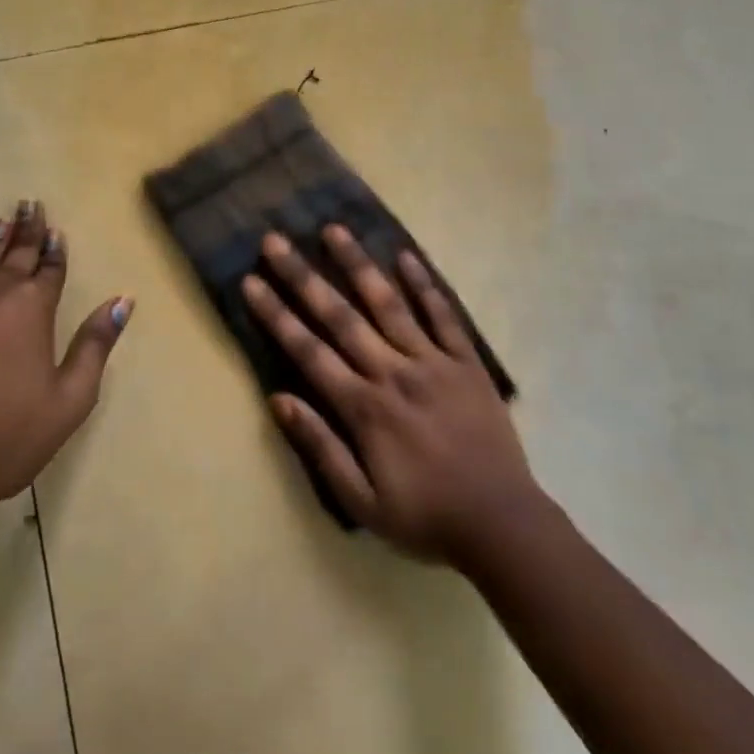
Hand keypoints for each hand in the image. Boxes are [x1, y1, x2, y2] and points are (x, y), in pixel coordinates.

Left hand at [0, 201, 132, 509]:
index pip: (50, 269)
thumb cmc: (4, 440)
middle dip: (28, 230)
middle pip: (16, 254)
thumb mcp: (69, 401)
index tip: (57, 231)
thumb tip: (124, 300)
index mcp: (33, 309)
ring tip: (4, 216)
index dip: (55, 251)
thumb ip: (96, 344)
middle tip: (32, 205)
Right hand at [243, 225, 539, 564]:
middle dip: (303, 277)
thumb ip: (321, 447)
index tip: (251, 282)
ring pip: (388, 304)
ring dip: (358, 264)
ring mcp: (432, 361)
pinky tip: (405, 256)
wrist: (502, 523)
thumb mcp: (362, 502)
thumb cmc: (425, 516)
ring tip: (334, 230)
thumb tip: (279, 400)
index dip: (277, 315)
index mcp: (364, 407)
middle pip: (340, 316)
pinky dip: (424, 285)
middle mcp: (393, 372)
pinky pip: (443, 315)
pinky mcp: (466, 361)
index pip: (309, 351)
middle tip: (275, 242)